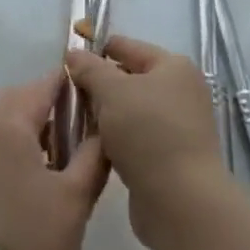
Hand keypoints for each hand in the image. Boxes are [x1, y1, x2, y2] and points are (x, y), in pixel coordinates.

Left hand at [0, 73, 108, 249]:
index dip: (71, 88)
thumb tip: (104, 129)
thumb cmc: (32, 241)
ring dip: (25, 127)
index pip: (45, 85)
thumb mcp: (76, 199)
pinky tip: (23, 179)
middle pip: (19, 99)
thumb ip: (93, 156)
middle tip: (75, 132)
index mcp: (10, 121)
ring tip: (53, 158)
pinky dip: (5, 148)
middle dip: (47, 106)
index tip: (93, 102)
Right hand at [64, 36, 224, 244]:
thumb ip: (89, 68)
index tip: (69, 63)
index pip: (127, 47)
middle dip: (100, 86)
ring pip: (131, 111)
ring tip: (77, 121)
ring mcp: (179, 127)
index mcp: (173, 67)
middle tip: (69, 95)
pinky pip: (137, 138)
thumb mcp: (111, 90)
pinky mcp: (172, 158)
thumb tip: (74, 55)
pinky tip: (96, 147)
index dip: (97, 51)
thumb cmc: (147, 133)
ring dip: (107, 116)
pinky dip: (117, 140)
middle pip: (130, 79)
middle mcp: (181, 92)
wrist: (181, 202)